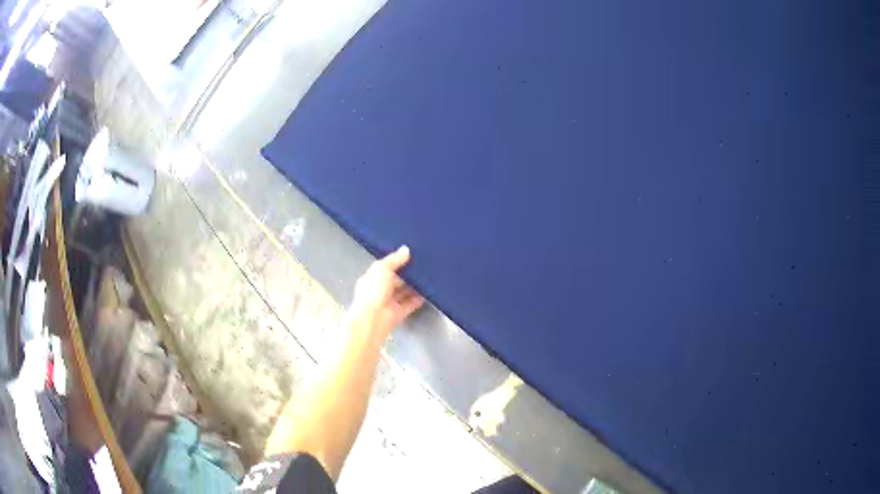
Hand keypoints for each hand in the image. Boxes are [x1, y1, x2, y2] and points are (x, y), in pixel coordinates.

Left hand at [350, 246, 424, 338]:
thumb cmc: (374, 290)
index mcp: (372, 278)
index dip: (396, 262)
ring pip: (404, 292)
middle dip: (407, 273)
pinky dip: (419, 298)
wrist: (373, 318)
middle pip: (396, 280)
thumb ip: (395, 260)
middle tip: (423, 263)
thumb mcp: (382, 269)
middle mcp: (380, 290)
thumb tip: (406, 249)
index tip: (410, 254)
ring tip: (429, 275)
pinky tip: (429, 291)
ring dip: (415, 286)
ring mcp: (390, 302)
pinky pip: (411, 303)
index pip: (385, 268)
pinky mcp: (400, 313)